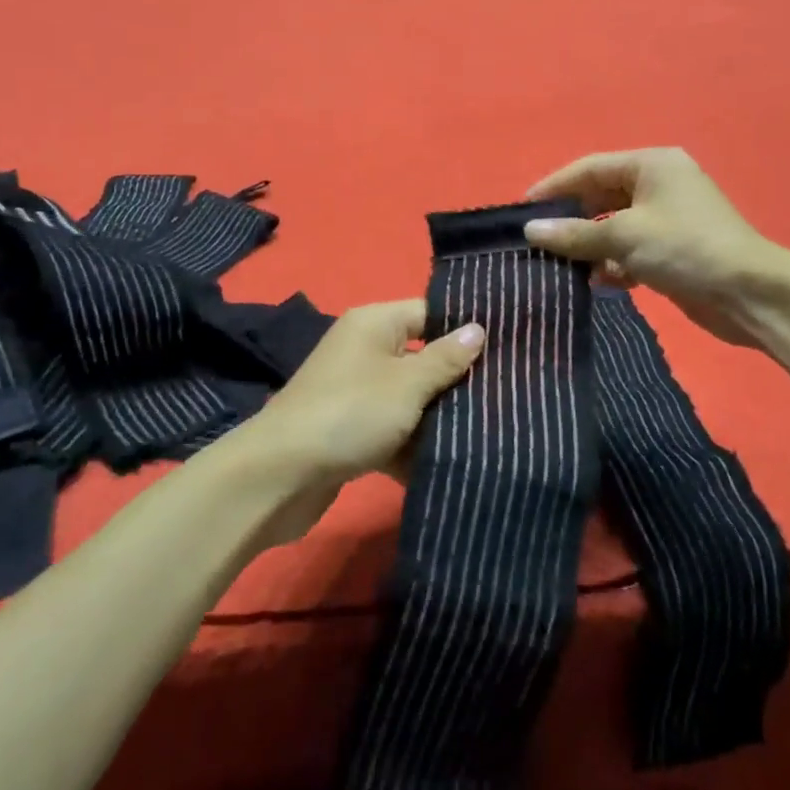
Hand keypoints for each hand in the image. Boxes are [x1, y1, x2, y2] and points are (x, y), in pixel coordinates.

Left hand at [234, 300, 484, 546]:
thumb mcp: (407, 384)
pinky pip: (393, 430)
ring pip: (410, 398)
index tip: (508, 349)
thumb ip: (446, 359)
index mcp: (374, 323)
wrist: (280, 476)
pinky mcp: (351, 430)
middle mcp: (364, 350)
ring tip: (490, 431)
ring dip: (439, 417)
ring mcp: (356, 392)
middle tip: (507, 395)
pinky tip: (451, 463)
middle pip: (422, 357)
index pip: (430, 313)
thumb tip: (478, 328)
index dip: (466, 329)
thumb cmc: (350, 413)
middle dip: (458, 379)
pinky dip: (414, 446)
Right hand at [523, 148, 783, 347]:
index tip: (521, 210)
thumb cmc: (685, 249)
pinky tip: (598, 282)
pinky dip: (613, 263)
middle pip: (601, 197)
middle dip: (571, 221)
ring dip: (590, 246)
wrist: (751, 295)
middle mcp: (659, 184)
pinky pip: (631, 249)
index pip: (589, 168)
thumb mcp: (624, 237)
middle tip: (537, 242)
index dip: (554, 187)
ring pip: (614, 227)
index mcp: (651, 165)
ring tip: (562, 266)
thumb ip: (574, 233)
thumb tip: (530, 232)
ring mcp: (668, 218)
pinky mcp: (673, 249)